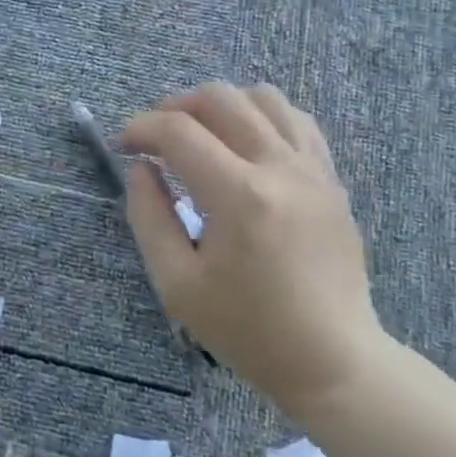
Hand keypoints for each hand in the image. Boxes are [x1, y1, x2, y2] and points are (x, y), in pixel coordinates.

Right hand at [120, 83, 383, 417]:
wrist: (332, 360)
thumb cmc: (247, 329)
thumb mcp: (176, 283)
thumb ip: (148, 216)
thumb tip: (141, 168)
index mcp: (239, 196)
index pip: (178, 131)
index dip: (140, 129)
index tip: (123, 147)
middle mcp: (280, 167)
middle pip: (220, 97)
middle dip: (174, 107)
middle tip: (155, 139)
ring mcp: (313, 169)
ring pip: (263, 96)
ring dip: (221, 105)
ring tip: (201, 135)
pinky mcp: (331, 179)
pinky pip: (296, 120)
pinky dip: (261, 117)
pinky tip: (244, 146)